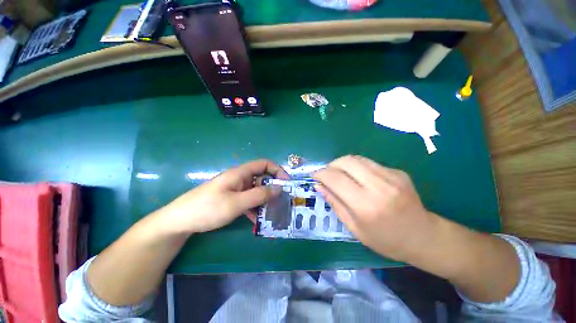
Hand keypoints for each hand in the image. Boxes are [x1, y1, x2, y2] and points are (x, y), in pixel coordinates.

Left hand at [158, 159, 289, 233]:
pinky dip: (254, 206)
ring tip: (272, 212)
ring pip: (256, 190)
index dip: (277, 170)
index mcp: (240, 173)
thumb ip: (259, 195)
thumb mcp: (236, 203)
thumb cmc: (208, 209)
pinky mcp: (231, 198)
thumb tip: (279, 188)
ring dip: (264, 199)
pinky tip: (256, 218)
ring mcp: (235, 189)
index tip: (286, 182)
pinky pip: (248, 199)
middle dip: (272, 187)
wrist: (180, 221)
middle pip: (261, 177)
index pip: (263, 164)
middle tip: (281, 201)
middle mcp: (239, 178)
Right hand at [313, 155, 440, 261]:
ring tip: (338, 173)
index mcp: (366, 206)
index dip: (321, 174)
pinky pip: (369, 162)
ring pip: (357, 158)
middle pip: (346, 162)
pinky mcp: (398, 172)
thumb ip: (335, 203)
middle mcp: (379, 186)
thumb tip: (319, 186)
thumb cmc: (386, 240)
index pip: (335, 179)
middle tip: (326, 174)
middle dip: (331, 165)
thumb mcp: (354, 228)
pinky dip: (356, 166)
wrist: (423, 236)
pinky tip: (357, 177)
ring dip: (342, 163)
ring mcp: (391, 176)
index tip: (315, 175)